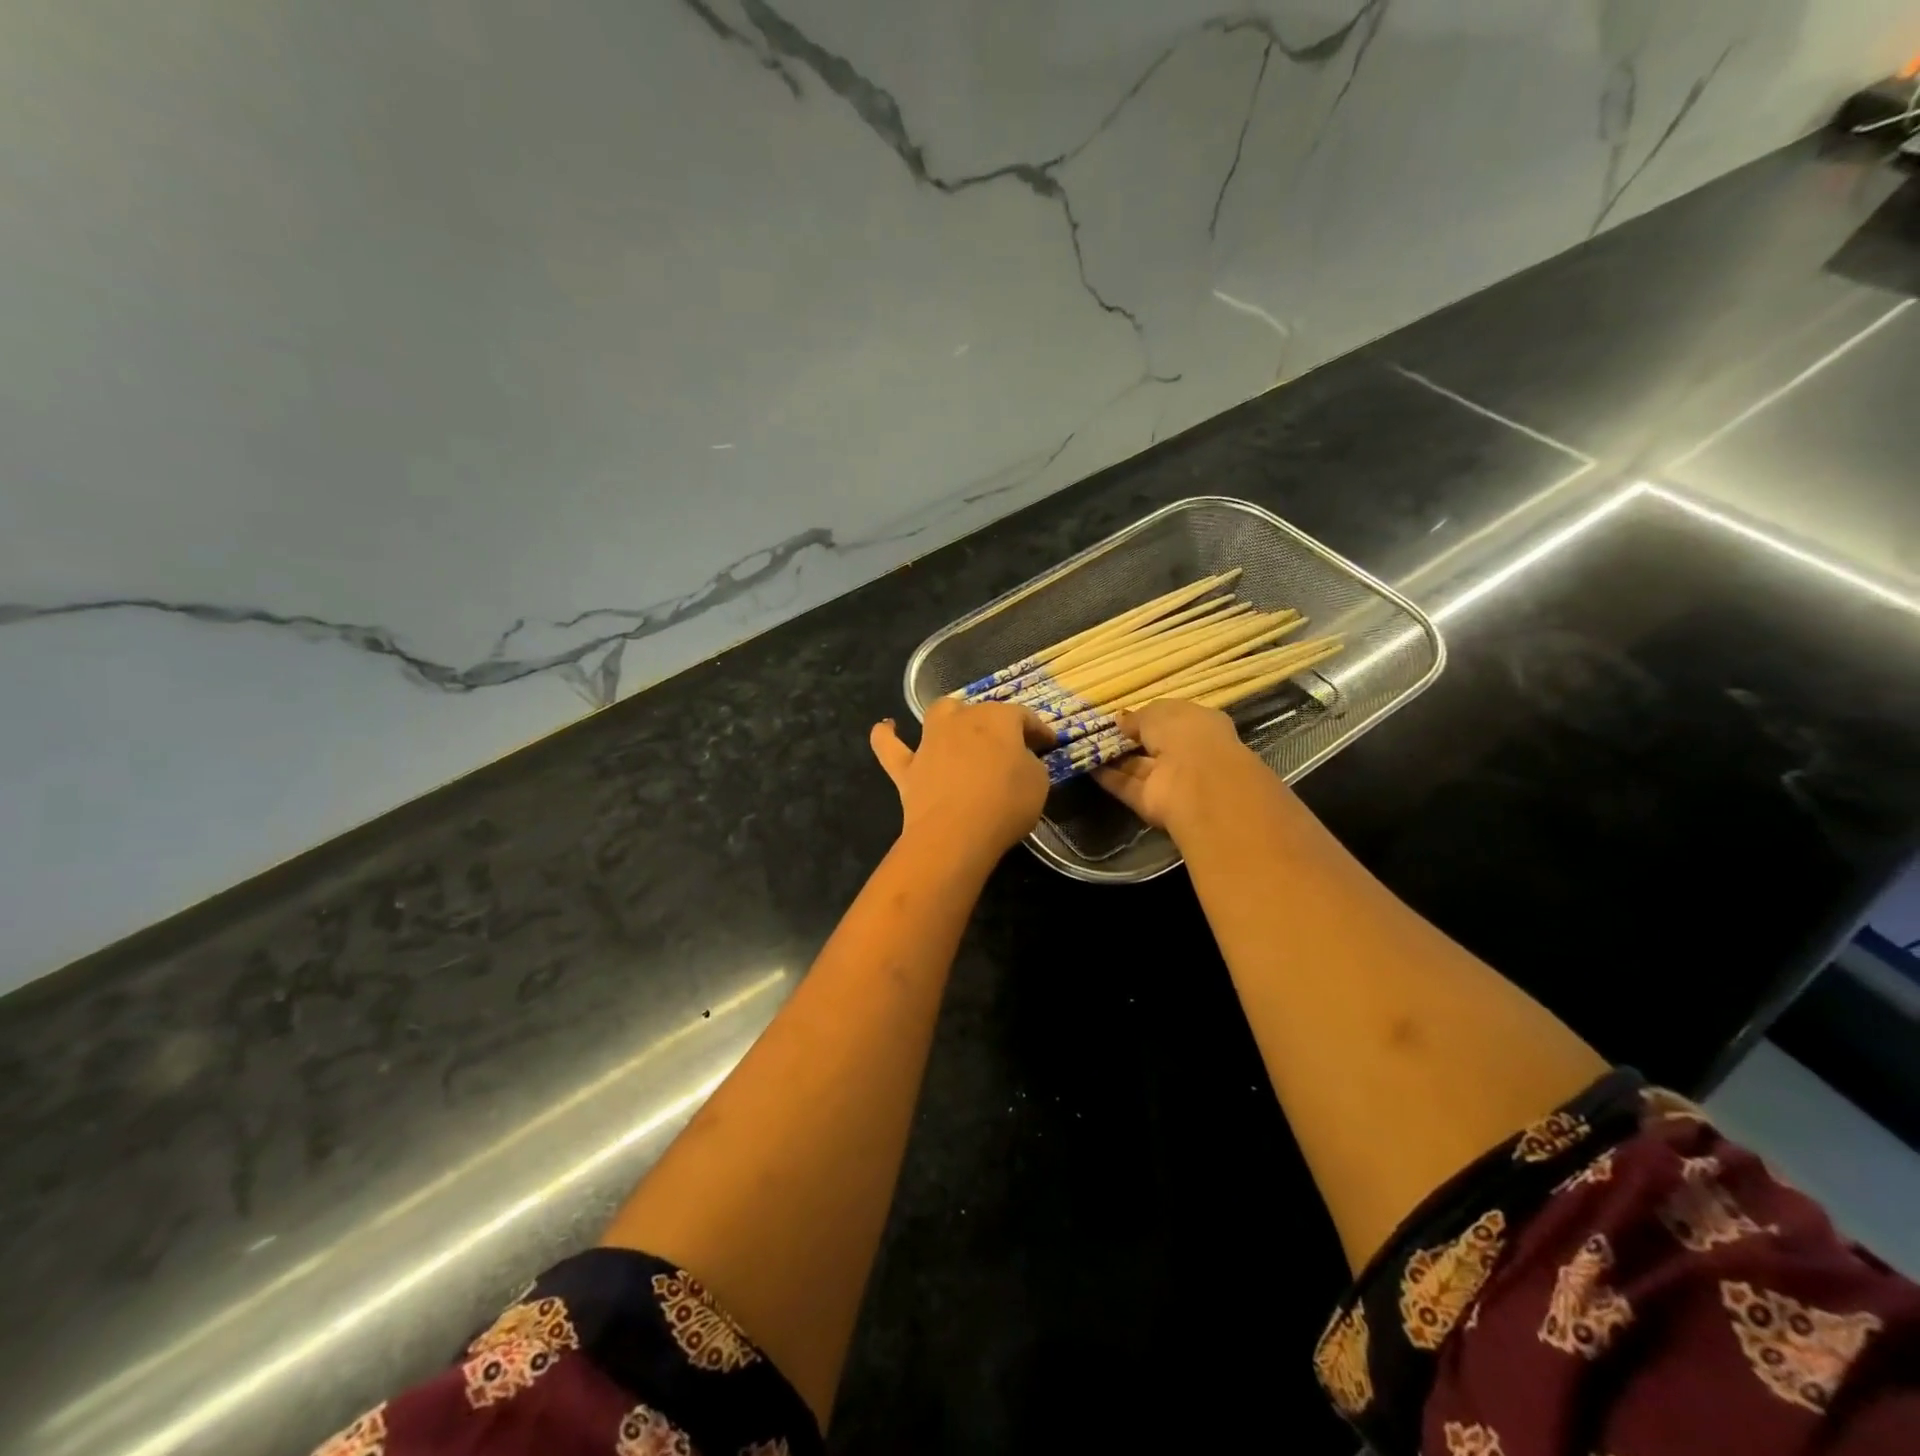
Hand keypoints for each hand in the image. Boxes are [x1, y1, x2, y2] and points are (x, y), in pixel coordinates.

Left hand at [870, 698, 1050, 866]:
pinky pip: (890, 745)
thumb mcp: (1038, 782)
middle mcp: (961, 720)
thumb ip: (1030, 764)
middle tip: (1006, 745)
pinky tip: (885, 727)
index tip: (1048, 743)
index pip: (1023, 717)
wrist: (956, 833)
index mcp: (998, 719)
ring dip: (950, 717)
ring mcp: (930, 742)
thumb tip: (1020, 760)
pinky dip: (886, 735)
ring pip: (939, 714)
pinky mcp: (907, 768)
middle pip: (980, 712)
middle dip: (994, 723)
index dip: (1038, 730)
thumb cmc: (1006, 804)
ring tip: (957, 726)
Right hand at [1092, 699, 1270, 835]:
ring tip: (1086, 748)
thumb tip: (1121, 721)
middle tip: (1099, 733)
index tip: (1121, 718)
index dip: (1147, 718)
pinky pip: (1128, 786)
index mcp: (1199, 725)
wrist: (1197, 782)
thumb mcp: (1157, 712)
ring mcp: (1171, 780)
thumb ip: (1137, 718)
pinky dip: (1109, 778)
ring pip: (1139, 767)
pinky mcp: (1153, 802)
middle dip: (1129, 740)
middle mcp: (1188, 753)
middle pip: (1154, 746)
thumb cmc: (1184, 734)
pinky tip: (1087, 767)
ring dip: (1115, 759)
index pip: (1171, 719)